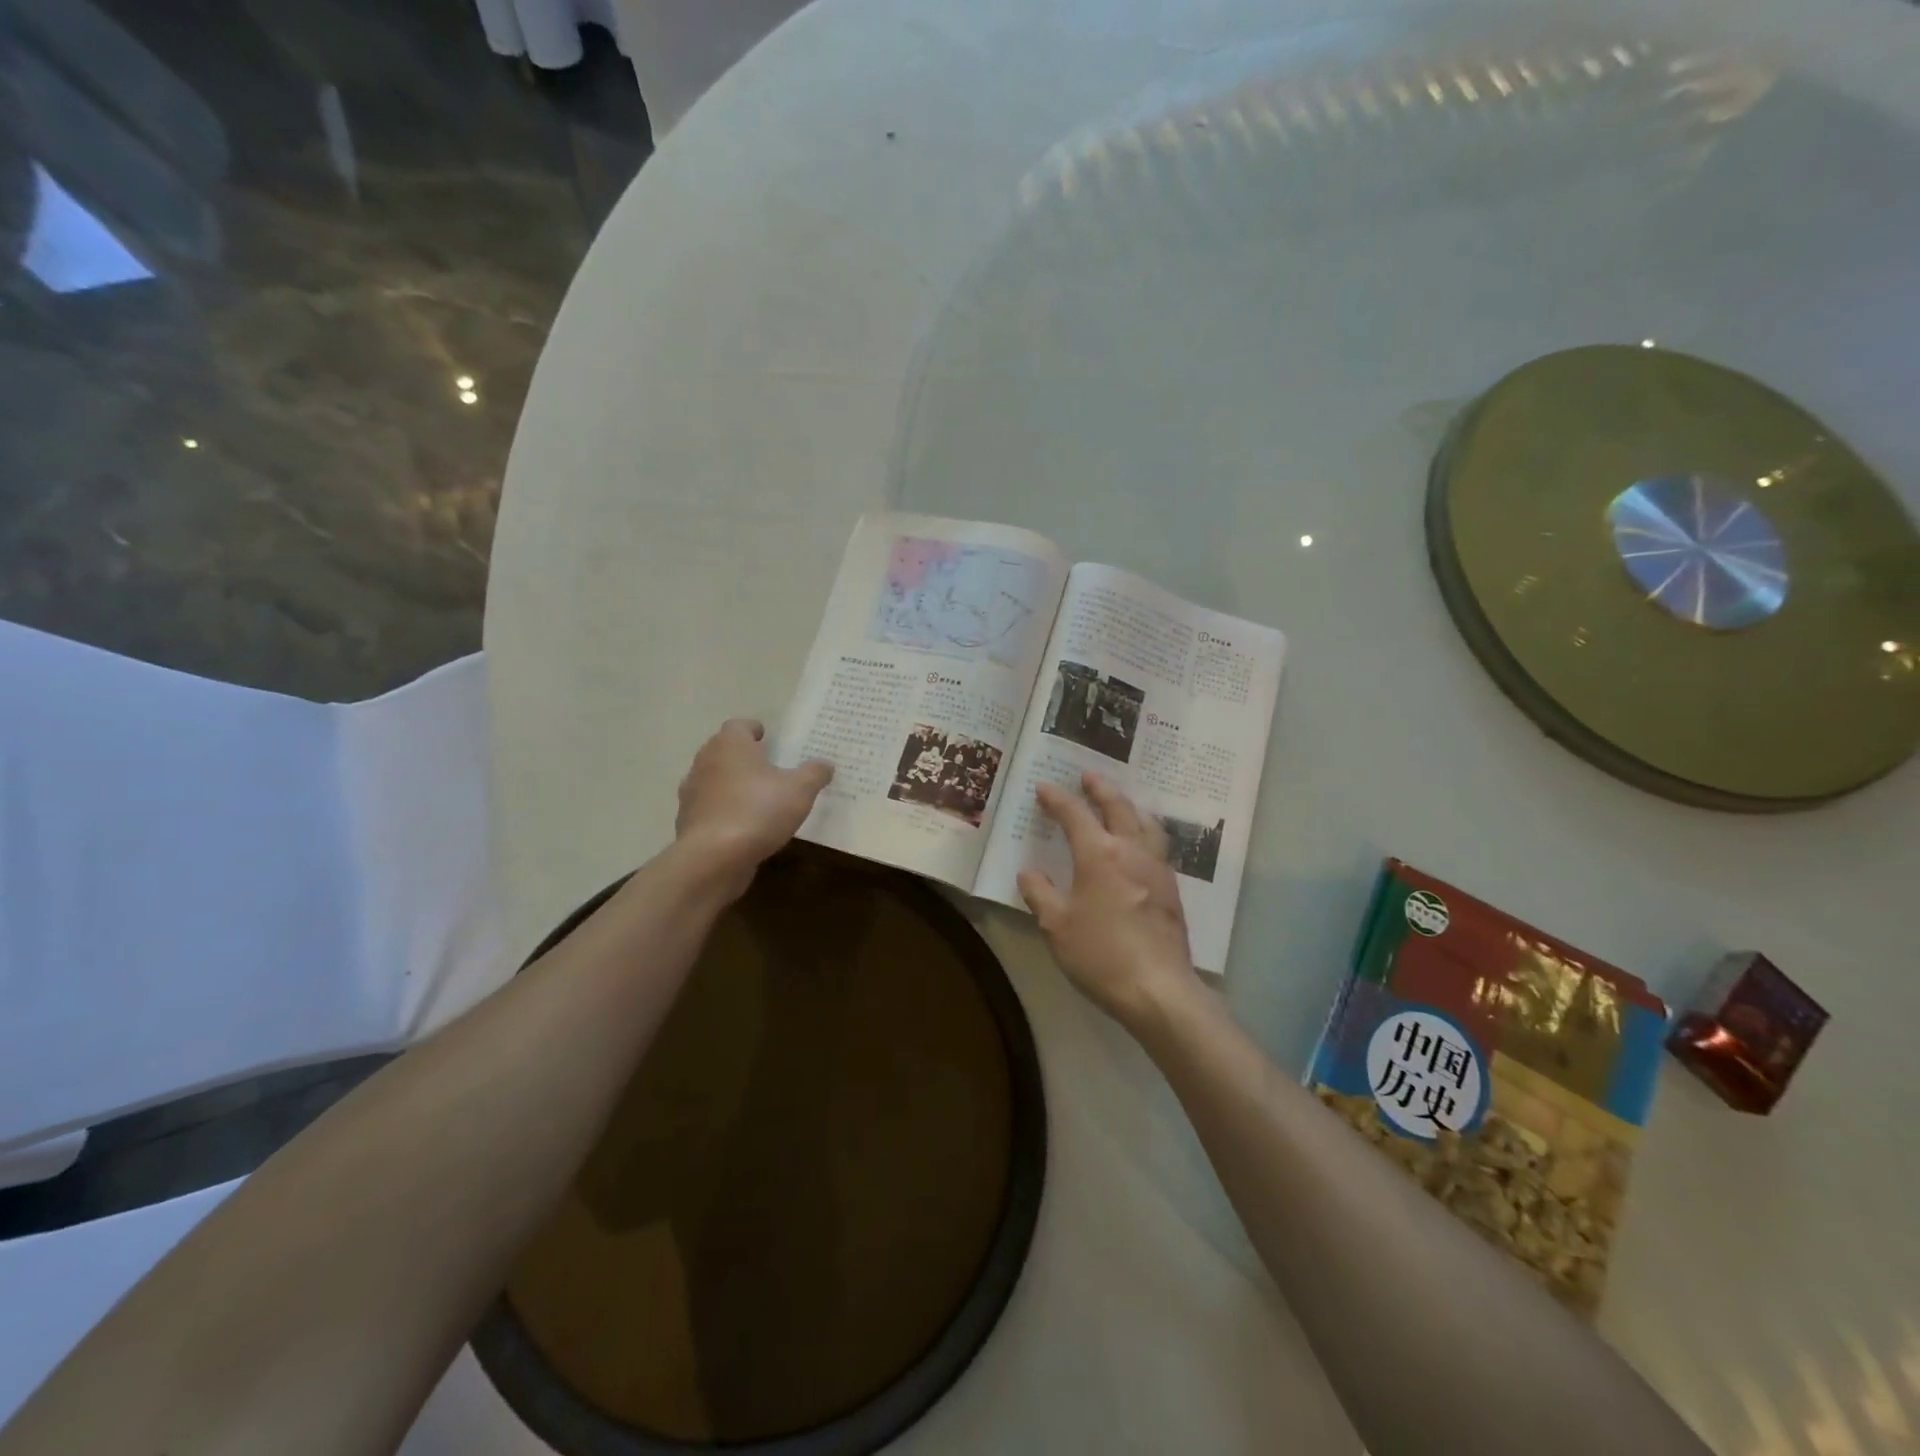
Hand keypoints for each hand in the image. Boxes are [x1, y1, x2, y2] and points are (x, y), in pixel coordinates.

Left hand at [675, 719, 831, 895]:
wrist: (713, 858)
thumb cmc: (758, 811)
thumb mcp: (800, 790)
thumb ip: (814, 773)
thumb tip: (825, 764)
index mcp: (731, 745)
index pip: (739, 725)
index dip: (755, 730)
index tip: (770, 740)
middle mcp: (705, 761)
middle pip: (724, 750)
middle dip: (744, 756)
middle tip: (769, 767)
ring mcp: (692, 792)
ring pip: (714, 779)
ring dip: (732, 784)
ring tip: (757, 798)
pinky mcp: (688, 820)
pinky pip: (709, 807)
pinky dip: (723, 810)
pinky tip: (743, 826)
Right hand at [1017, 772, 1200, 1028]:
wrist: (1158, 989)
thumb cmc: (1100, 955)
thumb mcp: (1056, 926)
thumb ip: (1040, 894)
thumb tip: (1029, 872)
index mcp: (1098, 854)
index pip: (1074, 815)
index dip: (1057, 799)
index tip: (1044, 787)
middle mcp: (1130, 850)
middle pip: (1117, 807)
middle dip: (1100, 789)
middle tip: (1088, 776)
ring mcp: (1156, 867)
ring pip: (1145, 822)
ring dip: (1128, 806)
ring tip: (1119, 802)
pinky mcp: (1171, 888)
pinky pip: (1157, 844)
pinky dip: (1144, 830)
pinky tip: (1140, 843)